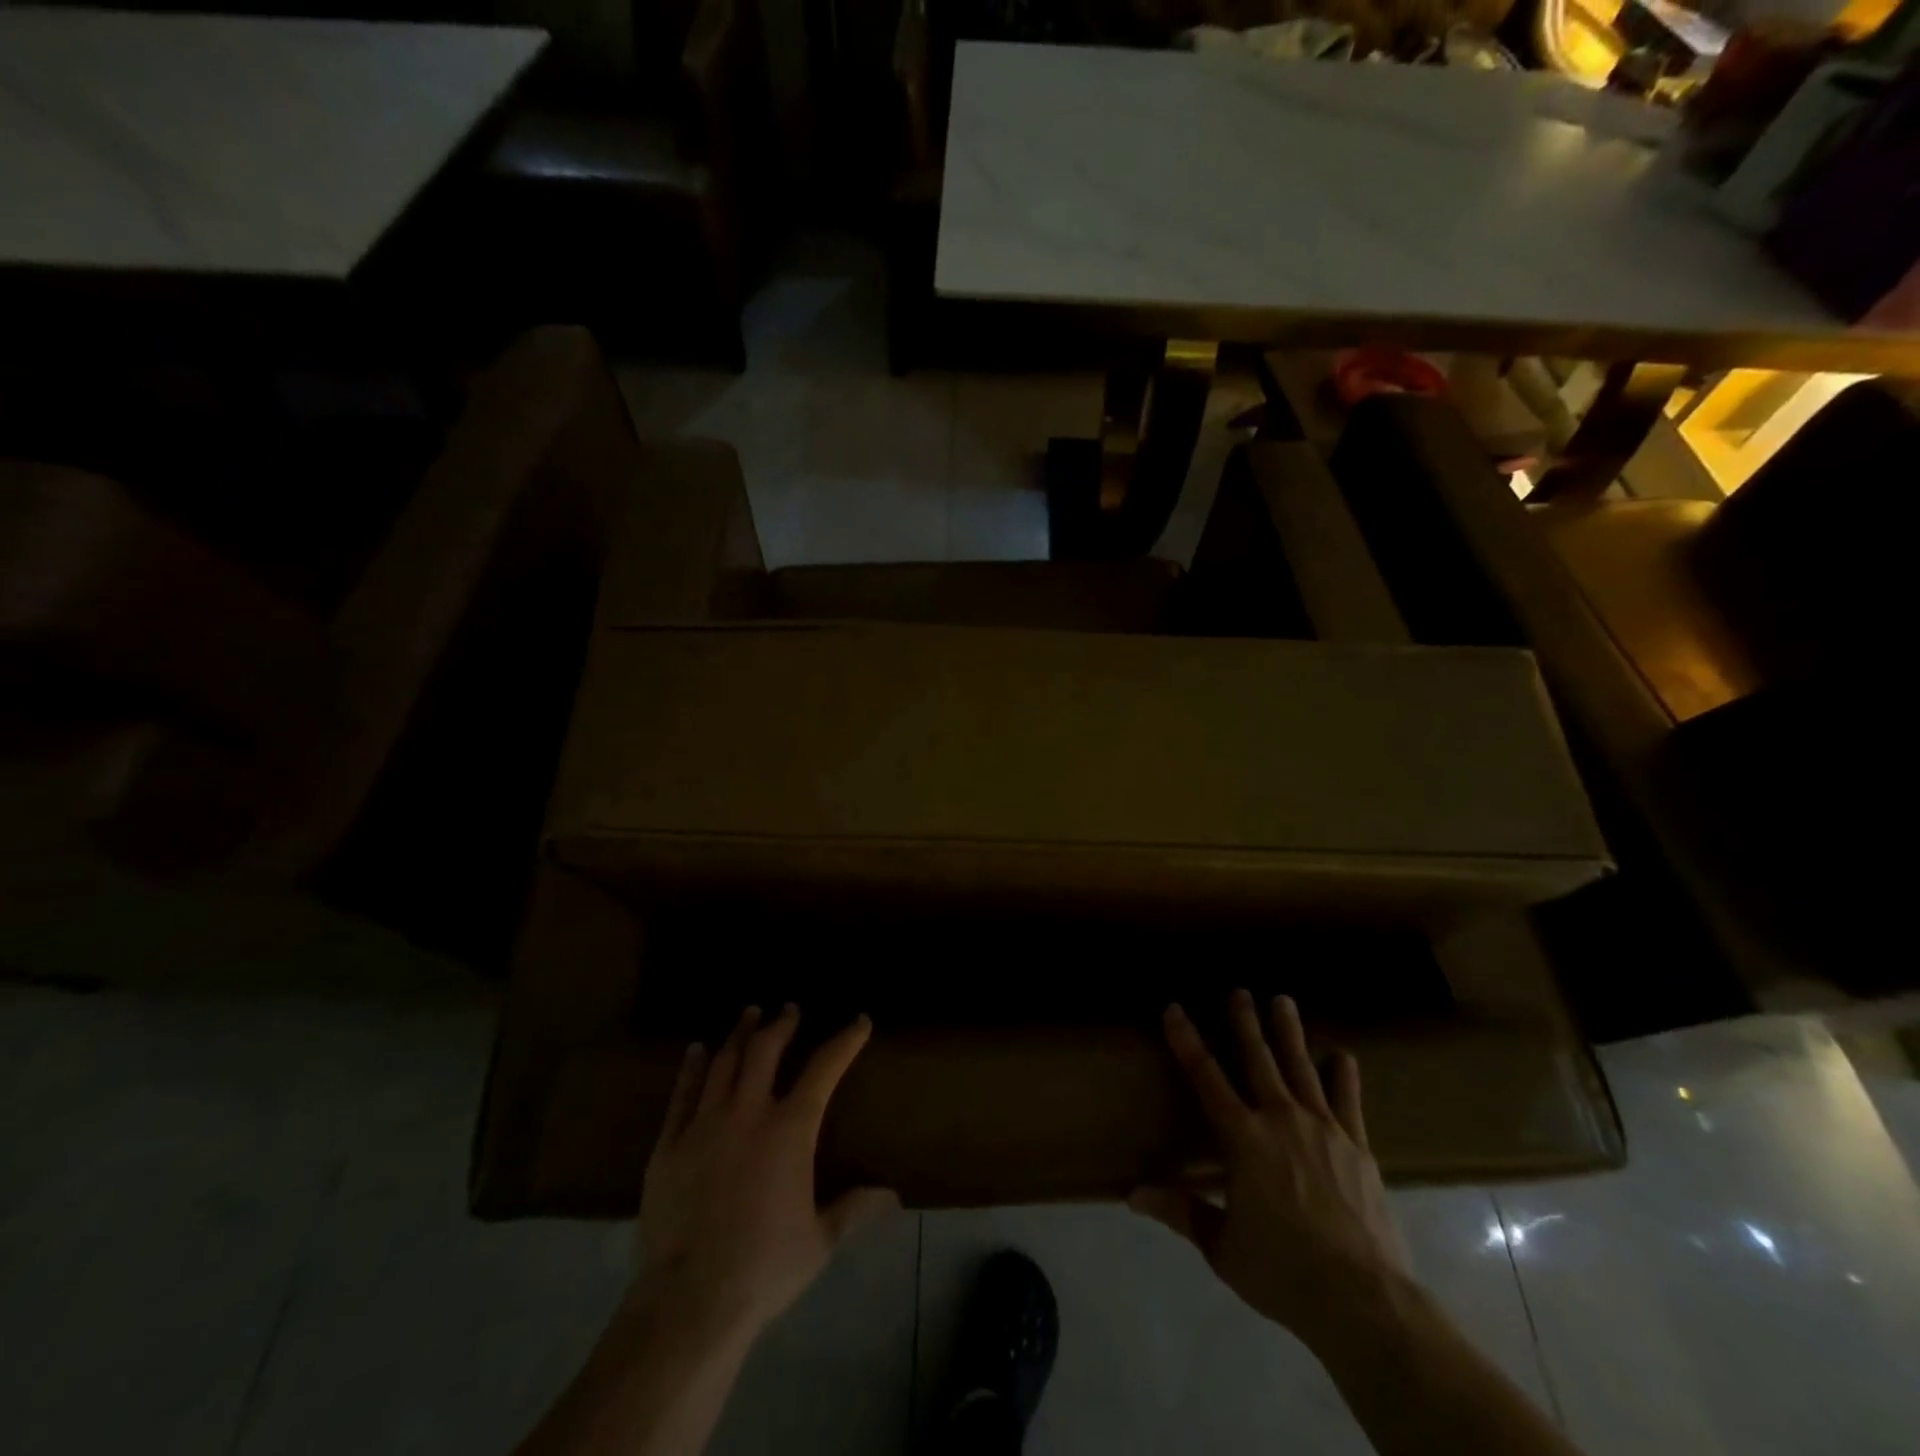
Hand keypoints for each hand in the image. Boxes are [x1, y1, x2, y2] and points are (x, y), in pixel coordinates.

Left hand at [633, 1006, 899, 1347]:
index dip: (845, 1040)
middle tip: (789, 1008)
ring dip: (740, 1034)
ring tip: (749, 1013)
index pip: (824, 1068)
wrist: (689, 1301)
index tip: (859, 1021)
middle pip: (765, 1051)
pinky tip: (697, 1050)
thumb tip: (892, 1196)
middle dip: (781, 1024)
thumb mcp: (820, 1240)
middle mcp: (747, 1113)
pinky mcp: (668, 1145)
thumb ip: (854, 1209)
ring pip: (723, 1062)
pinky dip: (691, 1068)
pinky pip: (681, 1094)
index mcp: (790, 1130)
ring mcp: (703, 1125)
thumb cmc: (764, 1268)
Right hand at [1129, 992, 1409, 1344]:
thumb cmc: (1283, 1272)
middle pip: (1257, 1059)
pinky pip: (1348, 1101)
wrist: (1364, 1301)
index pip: (1206, 1077)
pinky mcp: (1357, 1147)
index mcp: (1243, 1138)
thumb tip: (1132, 1195)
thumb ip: (1181, 1211)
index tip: (1173, 1008)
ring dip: (1289, 1032)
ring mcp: (1324, 1129)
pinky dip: (1344, 1076)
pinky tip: (1344, 1056)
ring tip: (1282, 1001)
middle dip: (1244, 1022)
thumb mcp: (1222, 1247)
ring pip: (1301, 1067)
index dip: (1187, 1040)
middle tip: (1239, 991)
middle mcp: (1280, 1119)